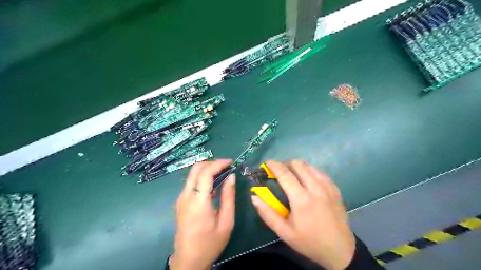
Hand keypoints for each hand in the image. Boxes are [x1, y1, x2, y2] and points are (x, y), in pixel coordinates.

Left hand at [169, 159, 235, 268]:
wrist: (188, 260)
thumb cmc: (210, 243)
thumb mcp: (226, 221)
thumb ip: (229, 196)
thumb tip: (232, 176)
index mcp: (198, 201)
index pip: (205, 172)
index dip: (218, 163)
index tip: (231, 162)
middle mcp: (186, 196)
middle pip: (196, 168)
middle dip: (212, 163)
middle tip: (226, 166)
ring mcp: (181, 198)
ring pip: (192, 174)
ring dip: (207, 169)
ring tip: (222, 173)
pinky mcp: (180, 201)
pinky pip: (191, 182)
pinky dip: (202, 177)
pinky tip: (213, 184)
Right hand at [250, 161, 353, 269]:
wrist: (340, 250)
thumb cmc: (309, 242)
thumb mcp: (284, 233)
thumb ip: (267, 214)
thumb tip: (254, 197)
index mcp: (301, 199)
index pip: (285, 174)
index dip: (274, 165)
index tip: (267, 162)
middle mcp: (315, 188)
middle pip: (298, 165)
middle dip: (286, 164)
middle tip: (279, 172)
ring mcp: (327, 187)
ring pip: (310, 166)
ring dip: (298, 167)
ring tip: (293, 175)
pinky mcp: (335, 189)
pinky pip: (321, 172)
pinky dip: (310, 171)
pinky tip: (308, 180)